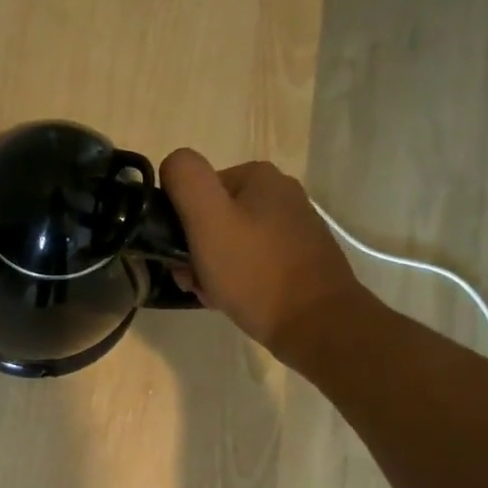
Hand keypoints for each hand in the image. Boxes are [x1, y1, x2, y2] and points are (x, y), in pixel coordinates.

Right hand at [159, 148, 366, 360]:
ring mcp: (293, 227)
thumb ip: (186, 180)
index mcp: (258, 176)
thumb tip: (172, 163)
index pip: (195, 192)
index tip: (182, 258)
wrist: (315, 323)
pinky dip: (237, 280)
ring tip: (215, 295)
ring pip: (229, 243)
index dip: (180, 226)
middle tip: (195, 281)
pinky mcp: (299, 258)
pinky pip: (252, 262)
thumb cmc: (256, 272)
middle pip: (212, 218)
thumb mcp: (209, 220)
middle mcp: (280, 194)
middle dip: (195, 252)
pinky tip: (235, 300)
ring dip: (212, 269)